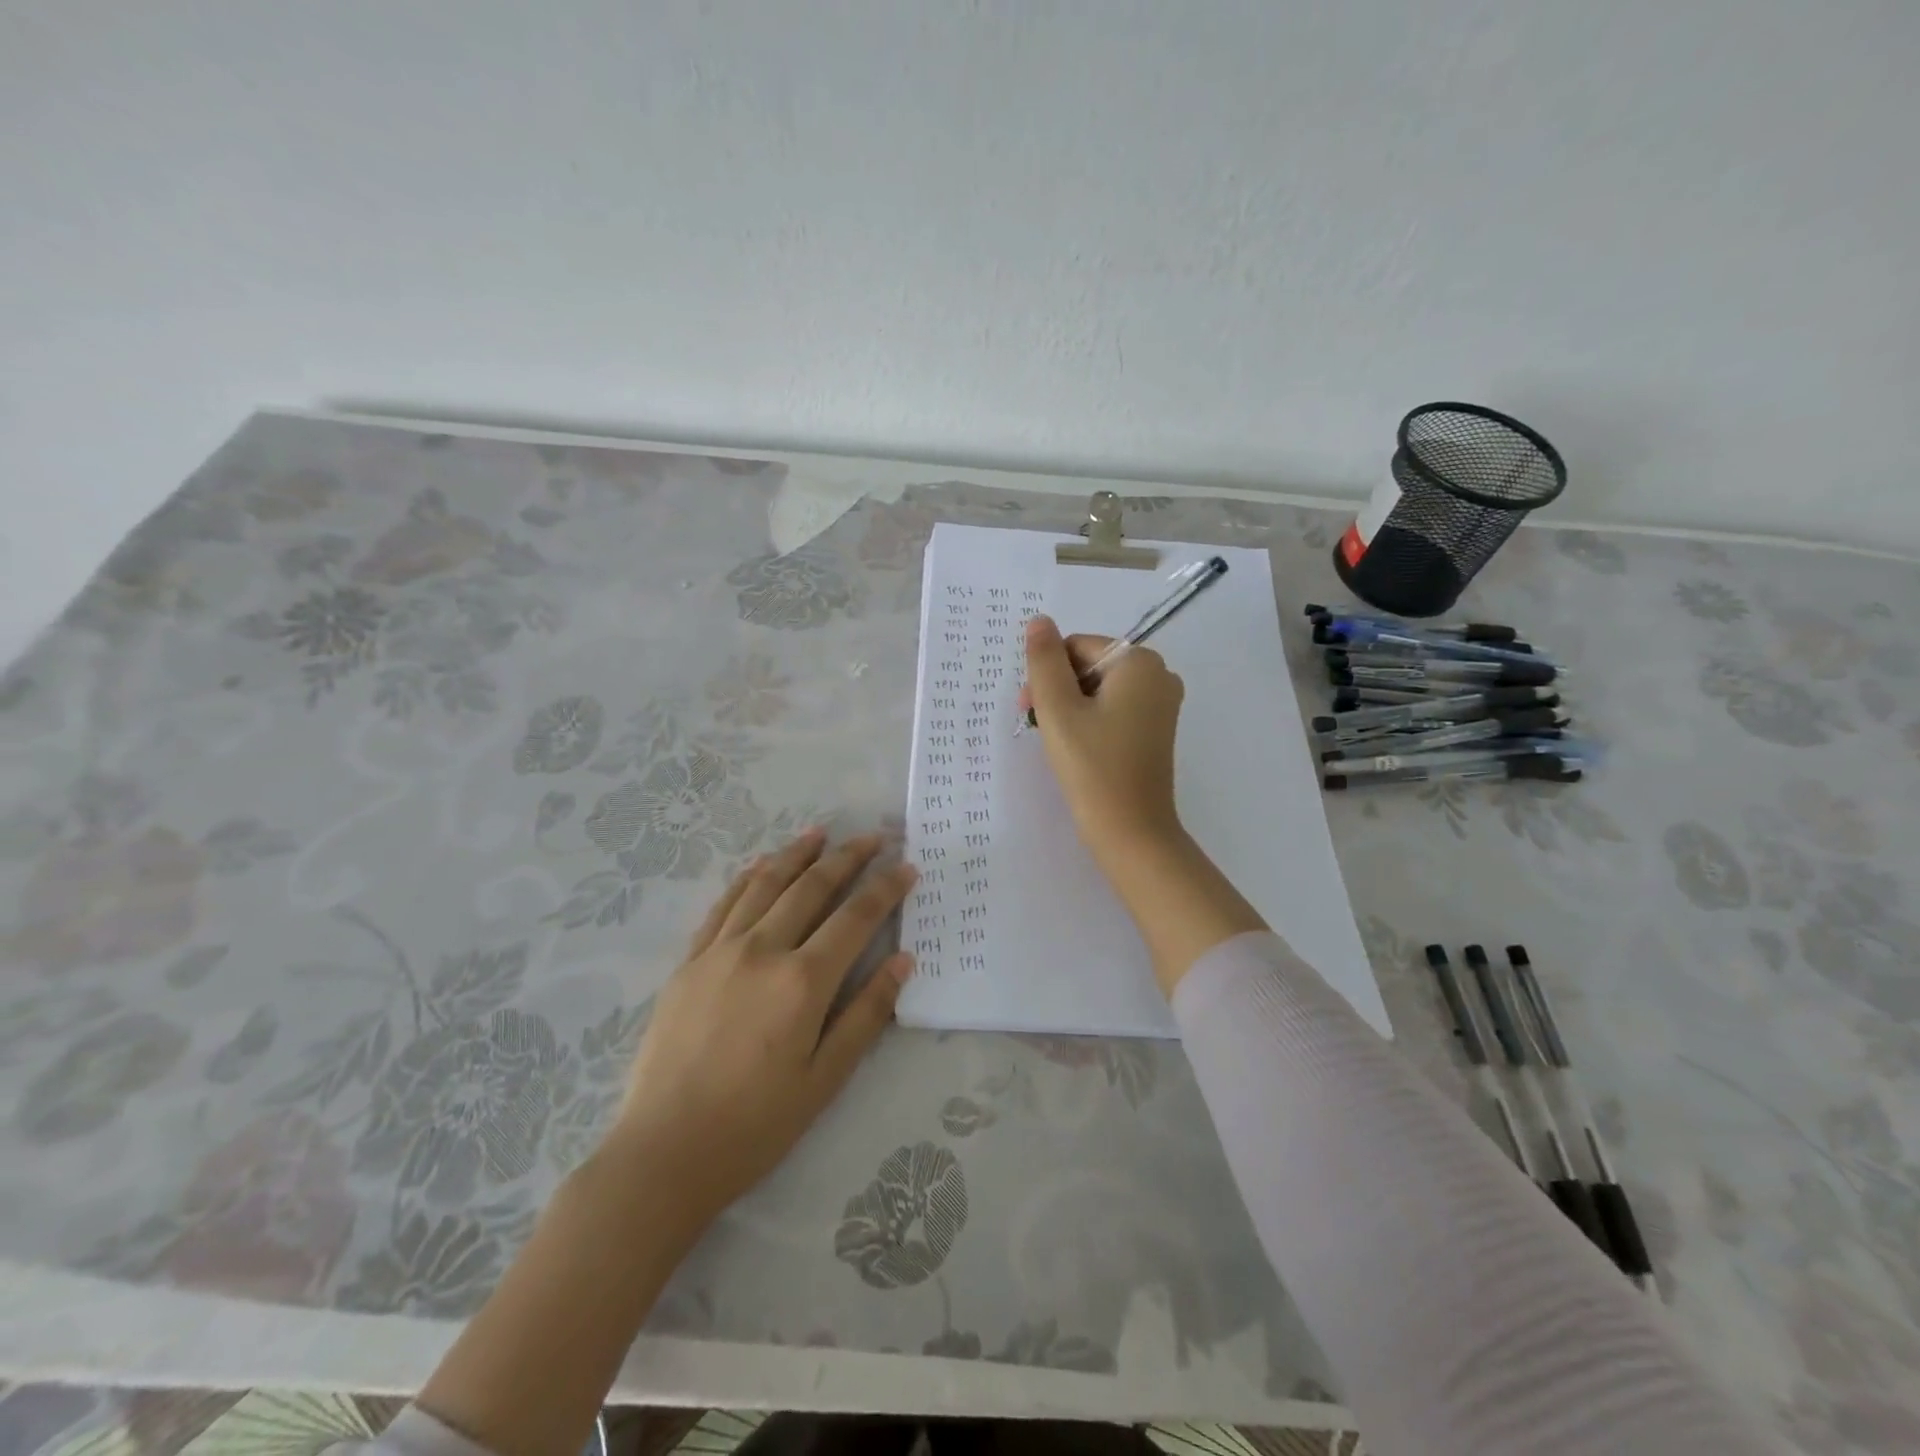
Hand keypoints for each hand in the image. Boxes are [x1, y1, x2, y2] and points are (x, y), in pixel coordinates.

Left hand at [604, 830, 915, 1232]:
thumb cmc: (756, 1124)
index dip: (885, 888)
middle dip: (847, 858)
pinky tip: (761, 866)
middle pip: (812, 888)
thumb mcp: (826, 1078)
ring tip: (820, 833)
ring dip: (797, 854)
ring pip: (766, 884)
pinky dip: (748, 877)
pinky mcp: (689, 962)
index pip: (855, 918)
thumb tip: (903, 960)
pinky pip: (724, 905)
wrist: (664, 1152)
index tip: (906, 865)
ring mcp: (720, 951)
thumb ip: (867, 1014)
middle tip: (872, 837)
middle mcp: (763, 951)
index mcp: (803, 981)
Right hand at [1023, 614, 1264, 994]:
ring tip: (1056, 741)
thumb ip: (1044, 661)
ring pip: (1099, 689)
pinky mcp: (1156, 730)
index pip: (1077, 646)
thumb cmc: (1092, 766)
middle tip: (1037, 726)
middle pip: (1090, 665)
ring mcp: (1161, 704)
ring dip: (1070, 707)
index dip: (1047, 673)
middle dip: (1058, 689)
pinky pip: (1114, 709)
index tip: (1029, 709)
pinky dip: (1090, 721)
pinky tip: (1077, 748)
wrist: (1131, 831)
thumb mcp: (1058, 709)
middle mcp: (1158, 675)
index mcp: (1139, 662)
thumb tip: (1038, 621)